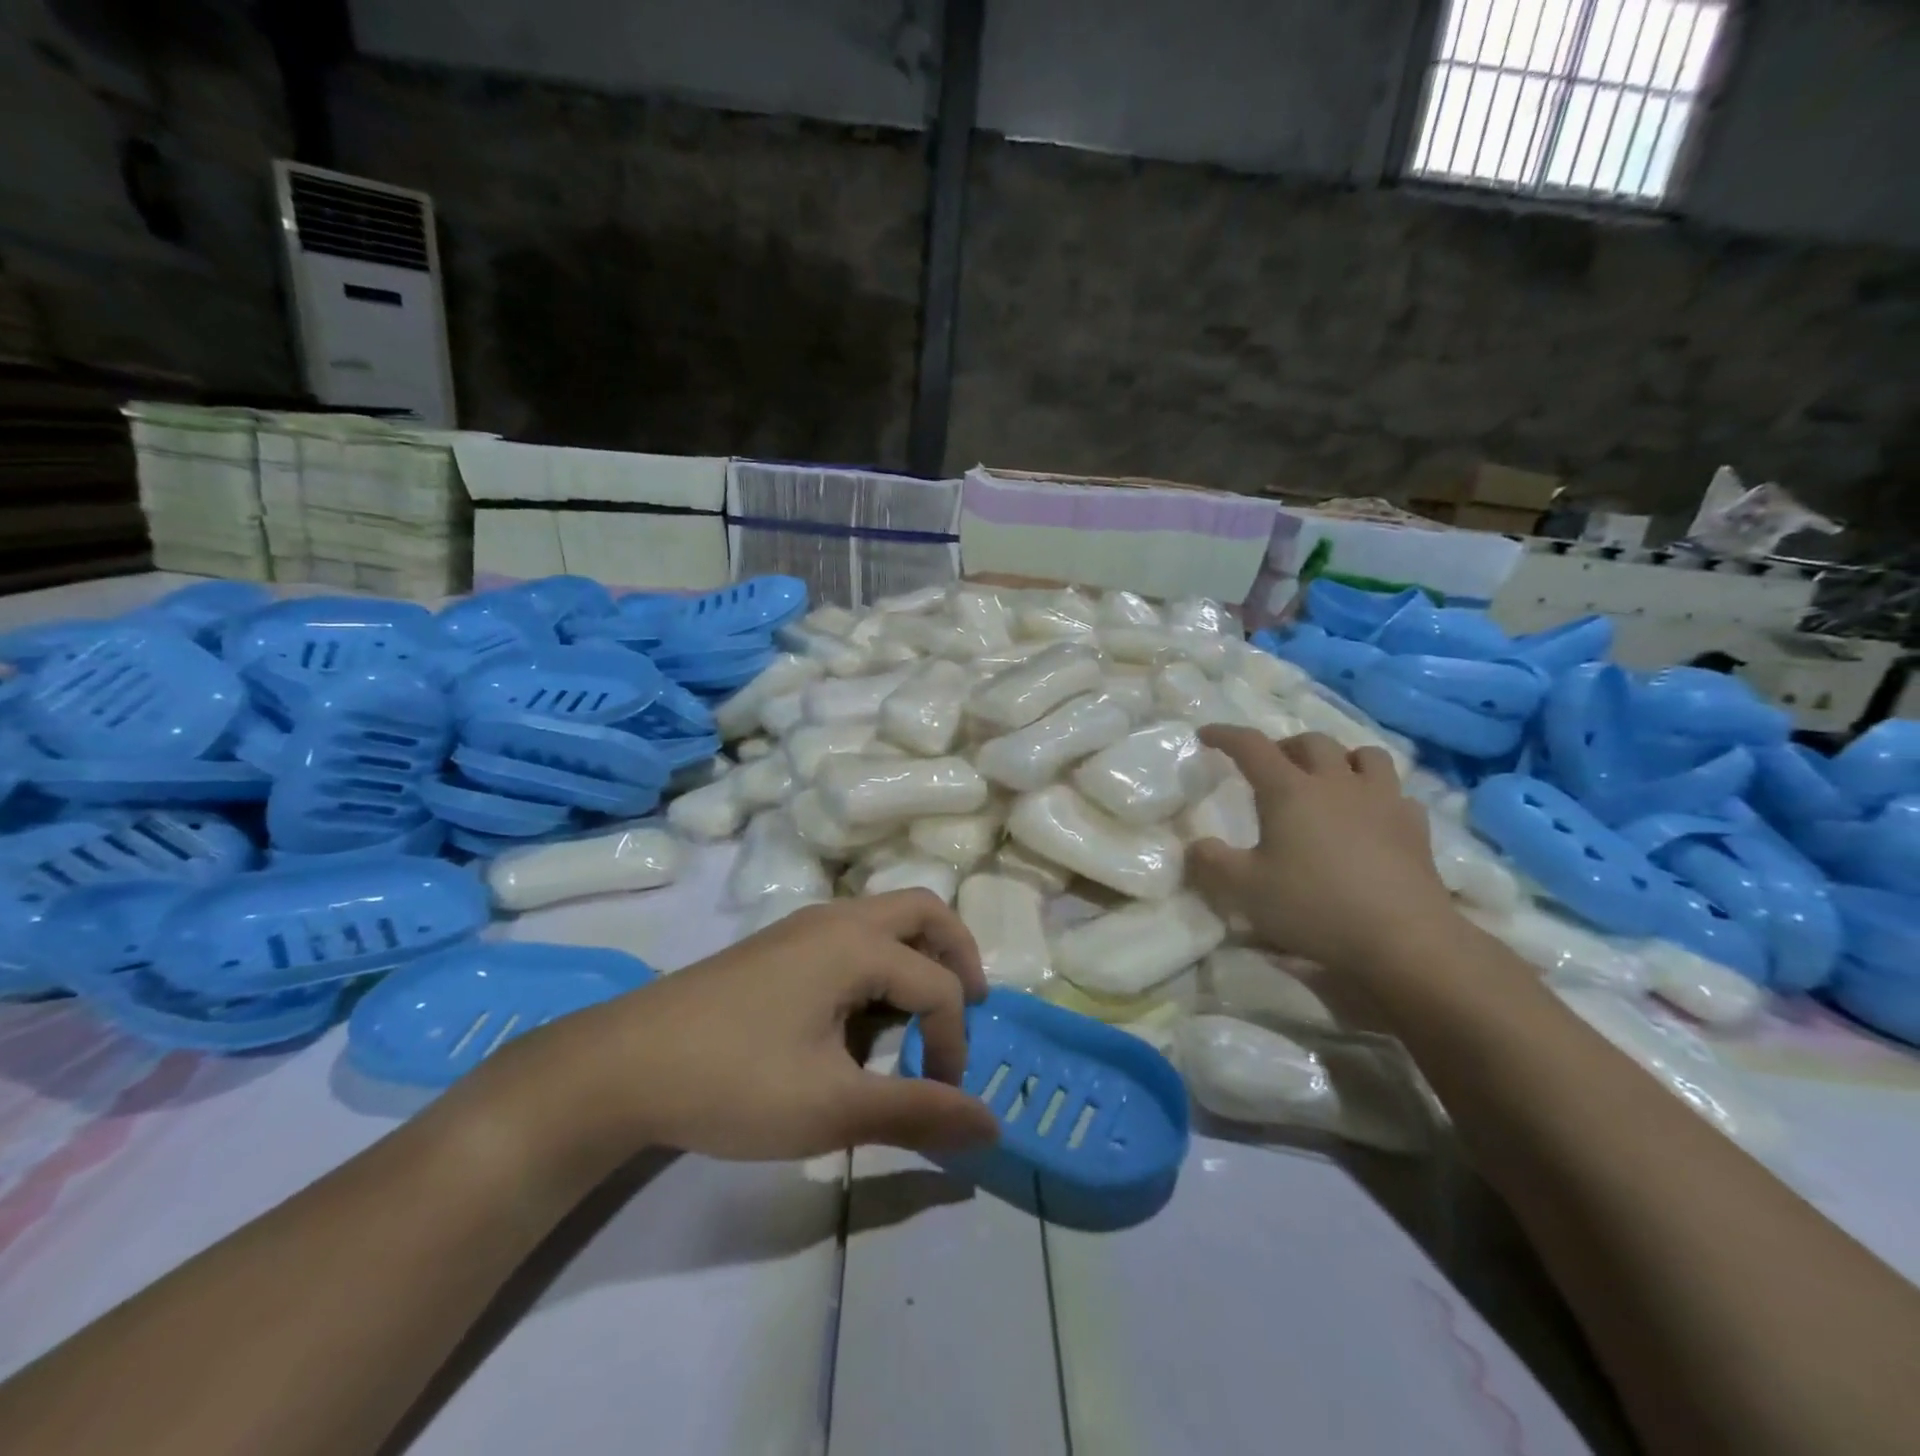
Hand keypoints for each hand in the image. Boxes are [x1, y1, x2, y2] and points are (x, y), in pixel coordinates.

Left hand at [523, 891, 1002, 1162]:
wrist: (622, 1066)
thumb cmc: (734, 1082)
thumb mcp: (832, 1108)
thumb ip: (917, 1113)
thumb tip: (994, 1128)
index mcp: (857, 945)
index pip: (939, 987)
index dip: (954, 1044)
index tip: (941, 1099)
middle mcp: (836, 919)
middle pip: (924, 912)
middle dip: (958, 954)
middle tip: (971, 1006)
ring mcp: (802, 926)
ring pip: (885, 917)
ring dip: (917, 954)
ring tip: (919, 1014)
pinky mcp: (778, 944)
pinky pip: (852, 934)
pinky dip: (880, 960)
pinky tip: (861, 1015)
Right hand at [1187, 727, 1460, 972]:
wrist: (1403, 938)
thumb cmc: (1315, 906)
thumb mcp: (1245, 890)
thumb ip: (1212, 862)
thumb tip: (1196, 844)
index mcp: (1290, 790)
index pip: (1252, 746)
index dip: (1226, 735)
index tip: (1207, 734)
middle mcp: (1336, 783)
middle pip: (1311, 742)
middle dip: (1285, 746)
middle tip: (1271, 766)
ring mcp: (1382, 800)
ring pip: (1364, 755)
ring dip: (1339, 758)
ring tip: (1328, 779)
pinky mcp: (1414, 825)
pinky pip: (1396, 792)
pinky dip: (1377, 794)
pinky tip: (1371, 815)